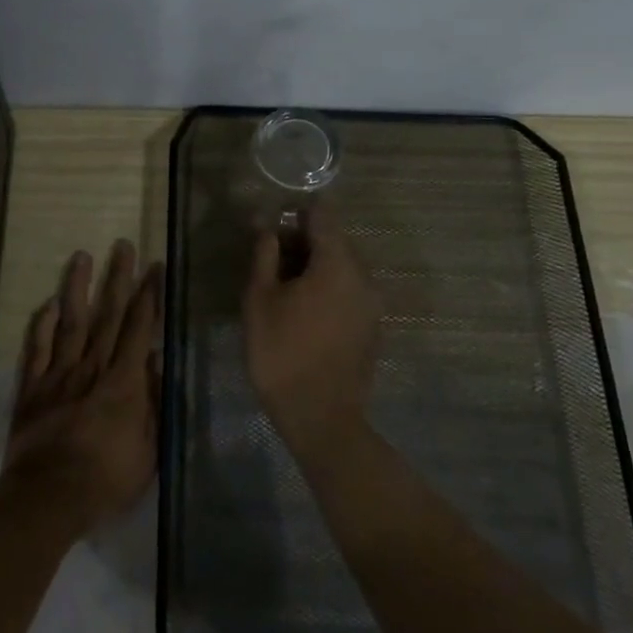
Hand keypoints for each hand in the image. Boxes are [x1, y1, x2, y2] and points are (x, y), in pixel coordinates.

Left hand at [0, 240, 161, 533]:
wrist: (47, 498)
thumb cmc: (106, 480)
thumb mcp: (148, 450)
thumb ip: (153, 402)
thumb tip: (155, 361)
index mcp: (123, 381)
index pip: (138, 328)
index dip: (148, 296)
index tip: (153, 267)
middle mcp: (91, 367)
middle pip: (107, 315)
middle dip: (117, 278)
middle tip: (122, 245)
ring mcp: (58, 374)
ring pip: (71, 322)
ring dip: (77, 287)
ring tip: (81, 256)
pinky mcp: (32, 387)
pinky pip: (37, 348)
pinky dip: (42, 324)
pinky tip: (48, 304)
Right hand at [242, 204, 380, 457]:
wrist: (320, 417)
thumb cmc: (281, 352)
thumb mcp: (259, 299)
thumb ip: (264, 254)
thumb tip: (266, 224)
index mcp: (337, 263)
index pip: (322, 215)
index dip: (295, 214)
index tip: (272, 230)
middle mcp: (363, 276)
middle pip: (334, 240)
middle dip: (303, 242)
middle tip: (271, 263)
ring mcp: (372, 303)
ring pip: (342, 267)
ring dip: (315, 267)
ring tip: (284, 290)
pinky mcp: (372, 327)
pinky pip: (349, 291)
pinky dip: (328, 289)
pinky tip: (304, 313)